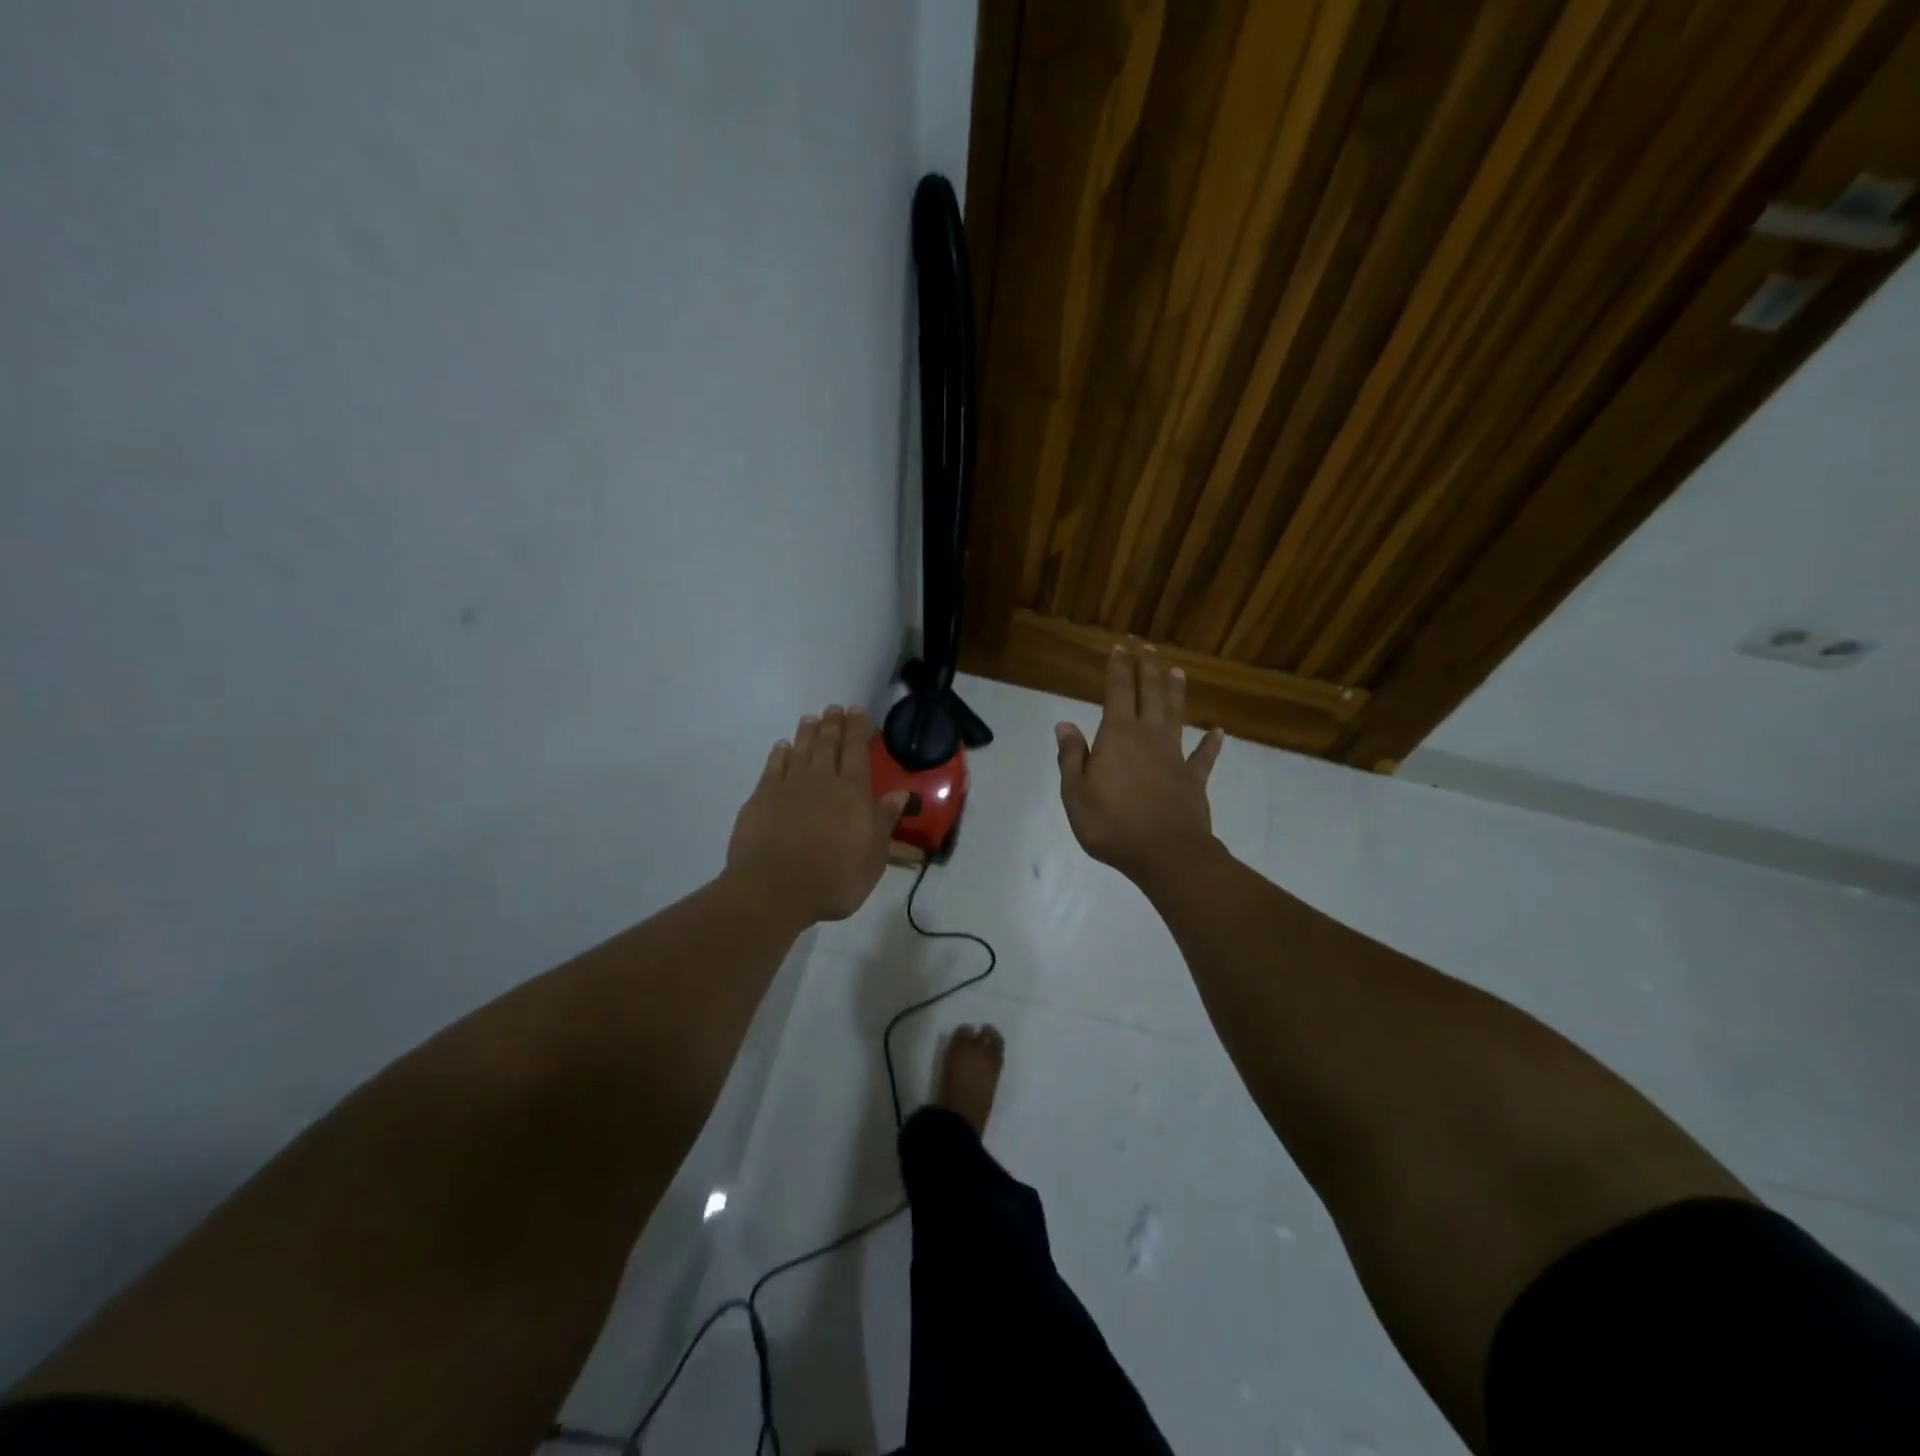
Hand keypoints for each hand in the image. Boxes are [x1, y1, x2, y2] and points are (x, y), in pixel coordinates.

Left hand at [727, 706, 909, 924]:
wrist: (776, 890)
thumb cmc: (835, 878)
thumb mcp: (873, 856)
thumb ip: (884, 821)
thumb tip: (900, 794)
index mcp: (853, 793)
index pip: (857, 752)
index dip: (858, 729)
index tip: (857, 710)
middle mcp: (822, 781)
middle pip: (828, 745)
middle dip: (833, 725)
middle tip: (834, 708)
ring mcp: (788, 787)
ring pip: (800, 751)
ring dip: (807, 733)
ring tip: (811, 719)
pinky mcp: (761, 798)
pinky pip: (773, 768)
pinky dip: (779, 754)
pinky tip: (782, 747)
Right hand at [1055, 645, 1223, 883]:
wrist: (1166, 853)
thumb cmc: (1112, 824)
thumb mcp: (1075, 793)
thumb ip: (1072, 757)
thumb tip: (1065, 725)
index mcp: (1117, 735)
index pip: (1118, 692)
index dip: (1119, 668)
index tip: (1120, 648)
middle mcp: (1148, 736)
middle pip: (1149, 693)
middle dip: (1147, 668)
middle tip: (1146, 647)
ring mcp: (1175, 756)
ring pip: (1176, 715)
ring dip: (1175, 692)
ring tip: (1177, 671)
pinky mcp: (1194, 779)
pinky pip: (1204, 756)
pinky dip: (1211, 743)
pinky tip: (1218, 731)